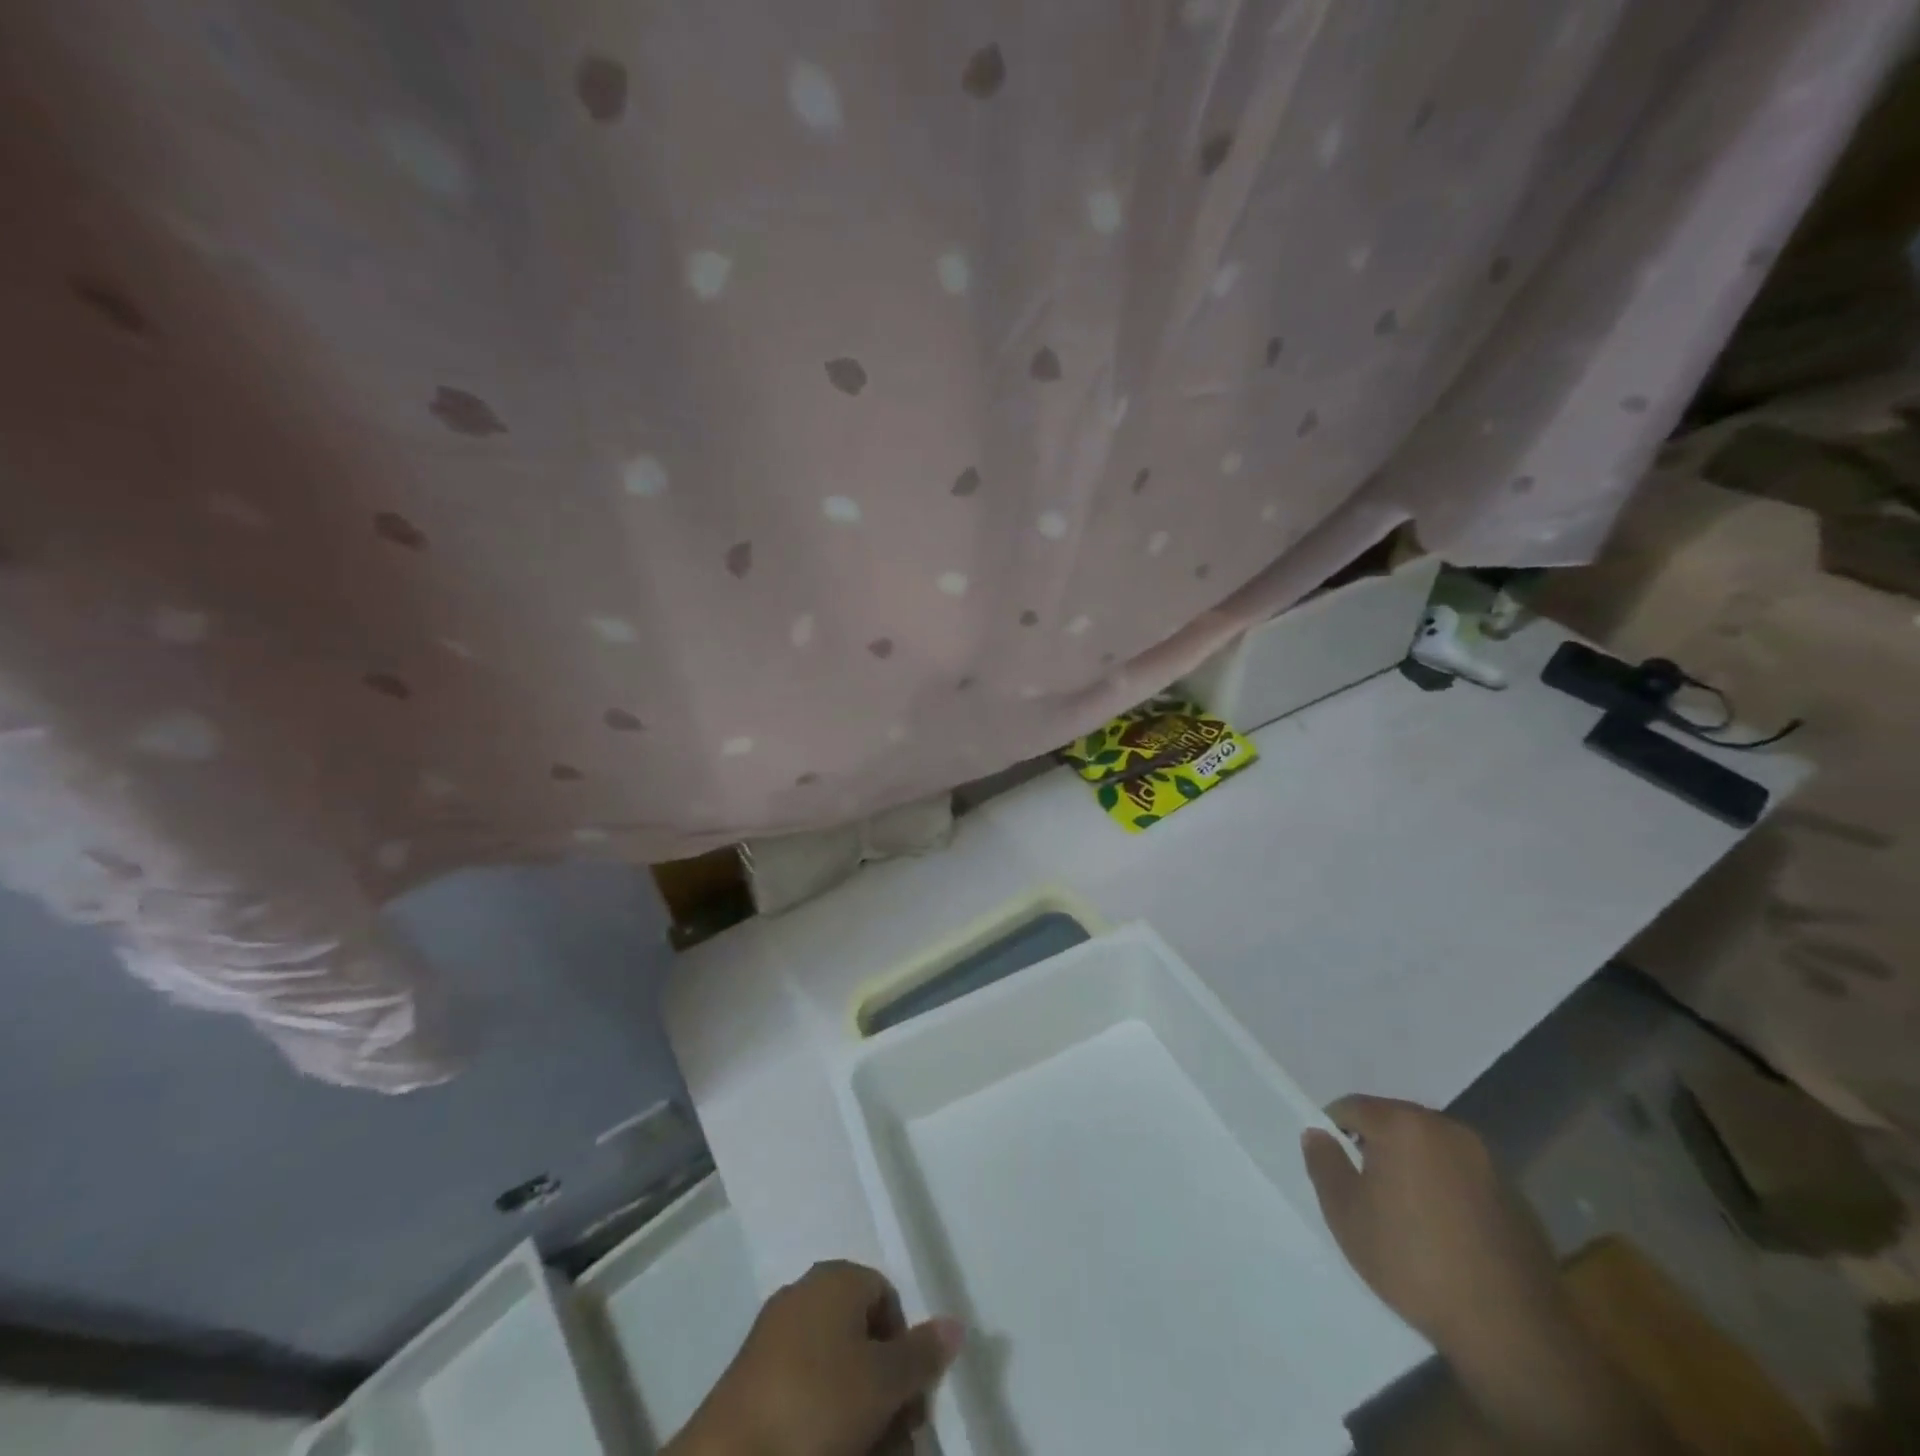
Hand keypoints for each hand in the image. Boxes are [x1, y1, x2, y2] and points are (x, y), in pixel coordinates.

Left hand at [666, 1260, 962, 1455]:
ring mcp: (775, 1336)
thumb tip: (955, 1323)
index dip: (906, 1348)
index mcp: (837, 1278)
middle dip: (885, 1388)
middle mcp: (806, 1294)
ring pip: (834, 1370)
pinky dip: (823, 1420)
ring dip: (859, 1411)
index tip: (911, 1399)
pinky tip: (832, 1449)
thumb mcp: (884, 1382)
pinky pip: (804, 1392)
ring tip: (870, 1451)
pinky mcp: (752, 1381)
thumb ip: (923, 1354)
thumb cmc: (818, 1403)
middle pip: (862, 1337)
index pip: (888, 1298)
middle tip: (897, 1436)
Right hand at [1301, 1095, 1564, 1356]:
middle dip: (1376, 1145)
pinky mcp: (1516, 1195)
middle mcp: (1447, 1129)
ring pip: (1432, 1147)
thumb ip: (1324, 1163)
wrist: (1511, 1330)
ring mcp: (1488, 1161)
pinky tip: (1446, 1231)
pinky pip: (1464, 1175)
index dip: (1334, 1130)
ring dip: (1413, 1165)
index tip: (1332, 1165)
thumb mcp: (1345, 1214)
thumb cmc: (1412, 1262)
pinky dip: (1447, 1188)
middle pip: (1395, 1121)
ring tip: (1406, 1211)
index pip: (1352, 1106)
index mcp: (1403, 1125)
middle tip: (1365, 1187)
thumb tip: (1317, 1134)